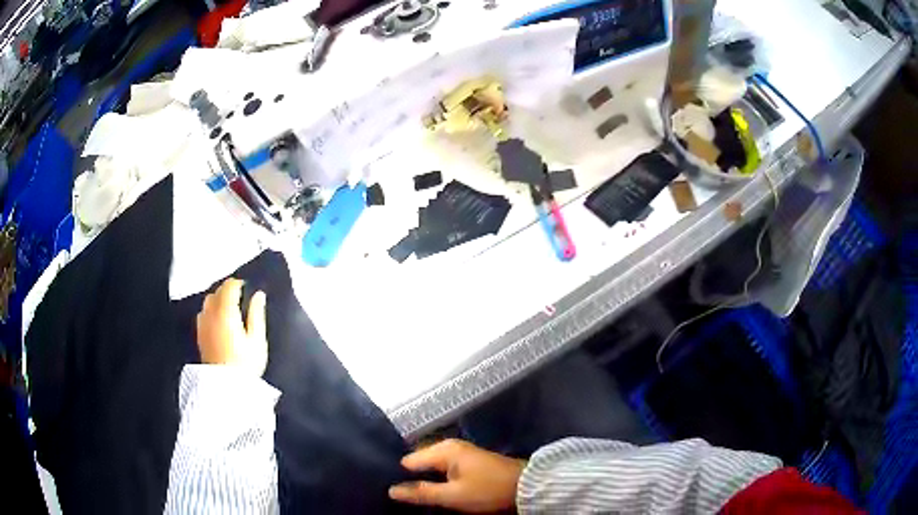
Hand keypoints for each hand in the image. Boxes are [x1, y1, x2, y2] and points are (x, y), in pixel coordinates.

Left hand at [196, 278, 267, 375]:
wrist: (226, 388)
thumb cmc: (245, 364)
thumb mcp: (257, 340)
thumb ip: (256, 314)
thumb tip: (259, 294)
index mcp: (226, 312)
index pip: (229, 286)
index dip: (239, 283)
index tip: (249, 288)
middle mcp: (211, 313)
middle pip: (217, 291)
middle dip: (228, 290)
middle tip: (241, 299)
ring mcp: (202, 324)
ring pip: (208, 301)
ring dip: (218, 299)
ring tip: (229, 308)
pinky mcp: (199, 334)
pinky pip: (203, 313)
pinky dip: (211, 310)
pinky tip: (218, 320)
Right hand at [389, 439, 525, 512]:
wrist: (527, 487)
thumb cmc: (488, 491)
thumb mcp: (453, 496)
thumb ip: (421, 492)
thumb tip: (391, 490)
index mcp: (443, 450)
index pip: (408, 461)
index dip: (398, 476)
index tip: (391, 493)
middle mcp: (449, 446)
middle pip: (419, 463)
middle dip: (411, 479)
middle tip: (402, 498)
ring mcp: (460, 453)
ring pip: (431, 468)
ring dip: (425, 481)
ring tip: (414, 497)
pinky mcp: (469, 462)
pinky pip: (443, 469)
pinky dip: (437, 480)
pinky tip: (433, 492)